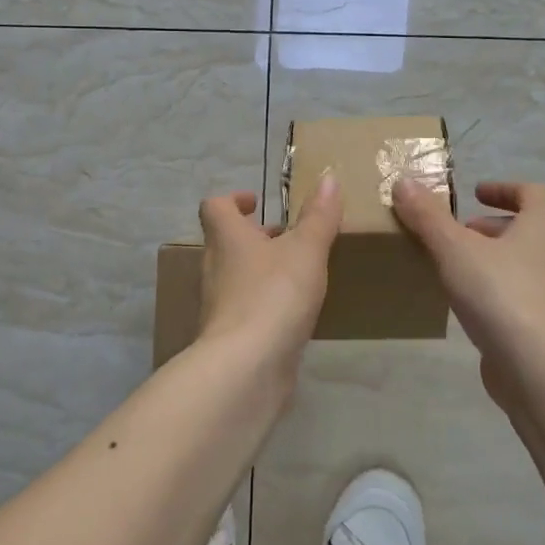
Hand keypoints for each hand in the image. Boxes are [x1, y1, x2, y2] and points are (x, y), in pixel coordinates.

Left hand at [197, 174, 343, 357]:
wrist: (247, 367)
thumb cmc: (274, 295)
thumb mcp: (306, 249)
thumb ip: (319, 216)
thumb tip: (329, 177)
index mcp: (227, 238)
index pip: (215, 207)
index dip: (233, 200)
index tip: (257, 202)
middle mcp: (215, 267)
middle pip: (226, 242)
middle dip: (255, 237)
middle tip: (288, 238)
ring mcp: (219, 305)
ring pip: (236, 276)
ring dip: (261, 270)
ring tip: (297, 274)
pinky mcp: (229, 337)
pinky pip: (245, 309)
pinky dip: (264, 304)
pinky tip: (293, 314)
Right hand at [392, 178, 544, 401]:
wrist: (539, 368)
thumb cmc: (500, 293)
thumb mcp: (454, 248)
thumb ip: (428, 216)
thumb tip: (404, 182)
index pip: (532, 193)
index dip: (503, 189)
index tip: (475, 193)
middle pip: (529, 228)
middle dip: (492, 227)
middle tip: (459, 233)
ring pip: (527, 263)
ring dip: (496, 259)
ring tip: (458, 268)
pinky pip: (525, 296)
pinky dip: (500, 290)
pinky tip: (472, 304)